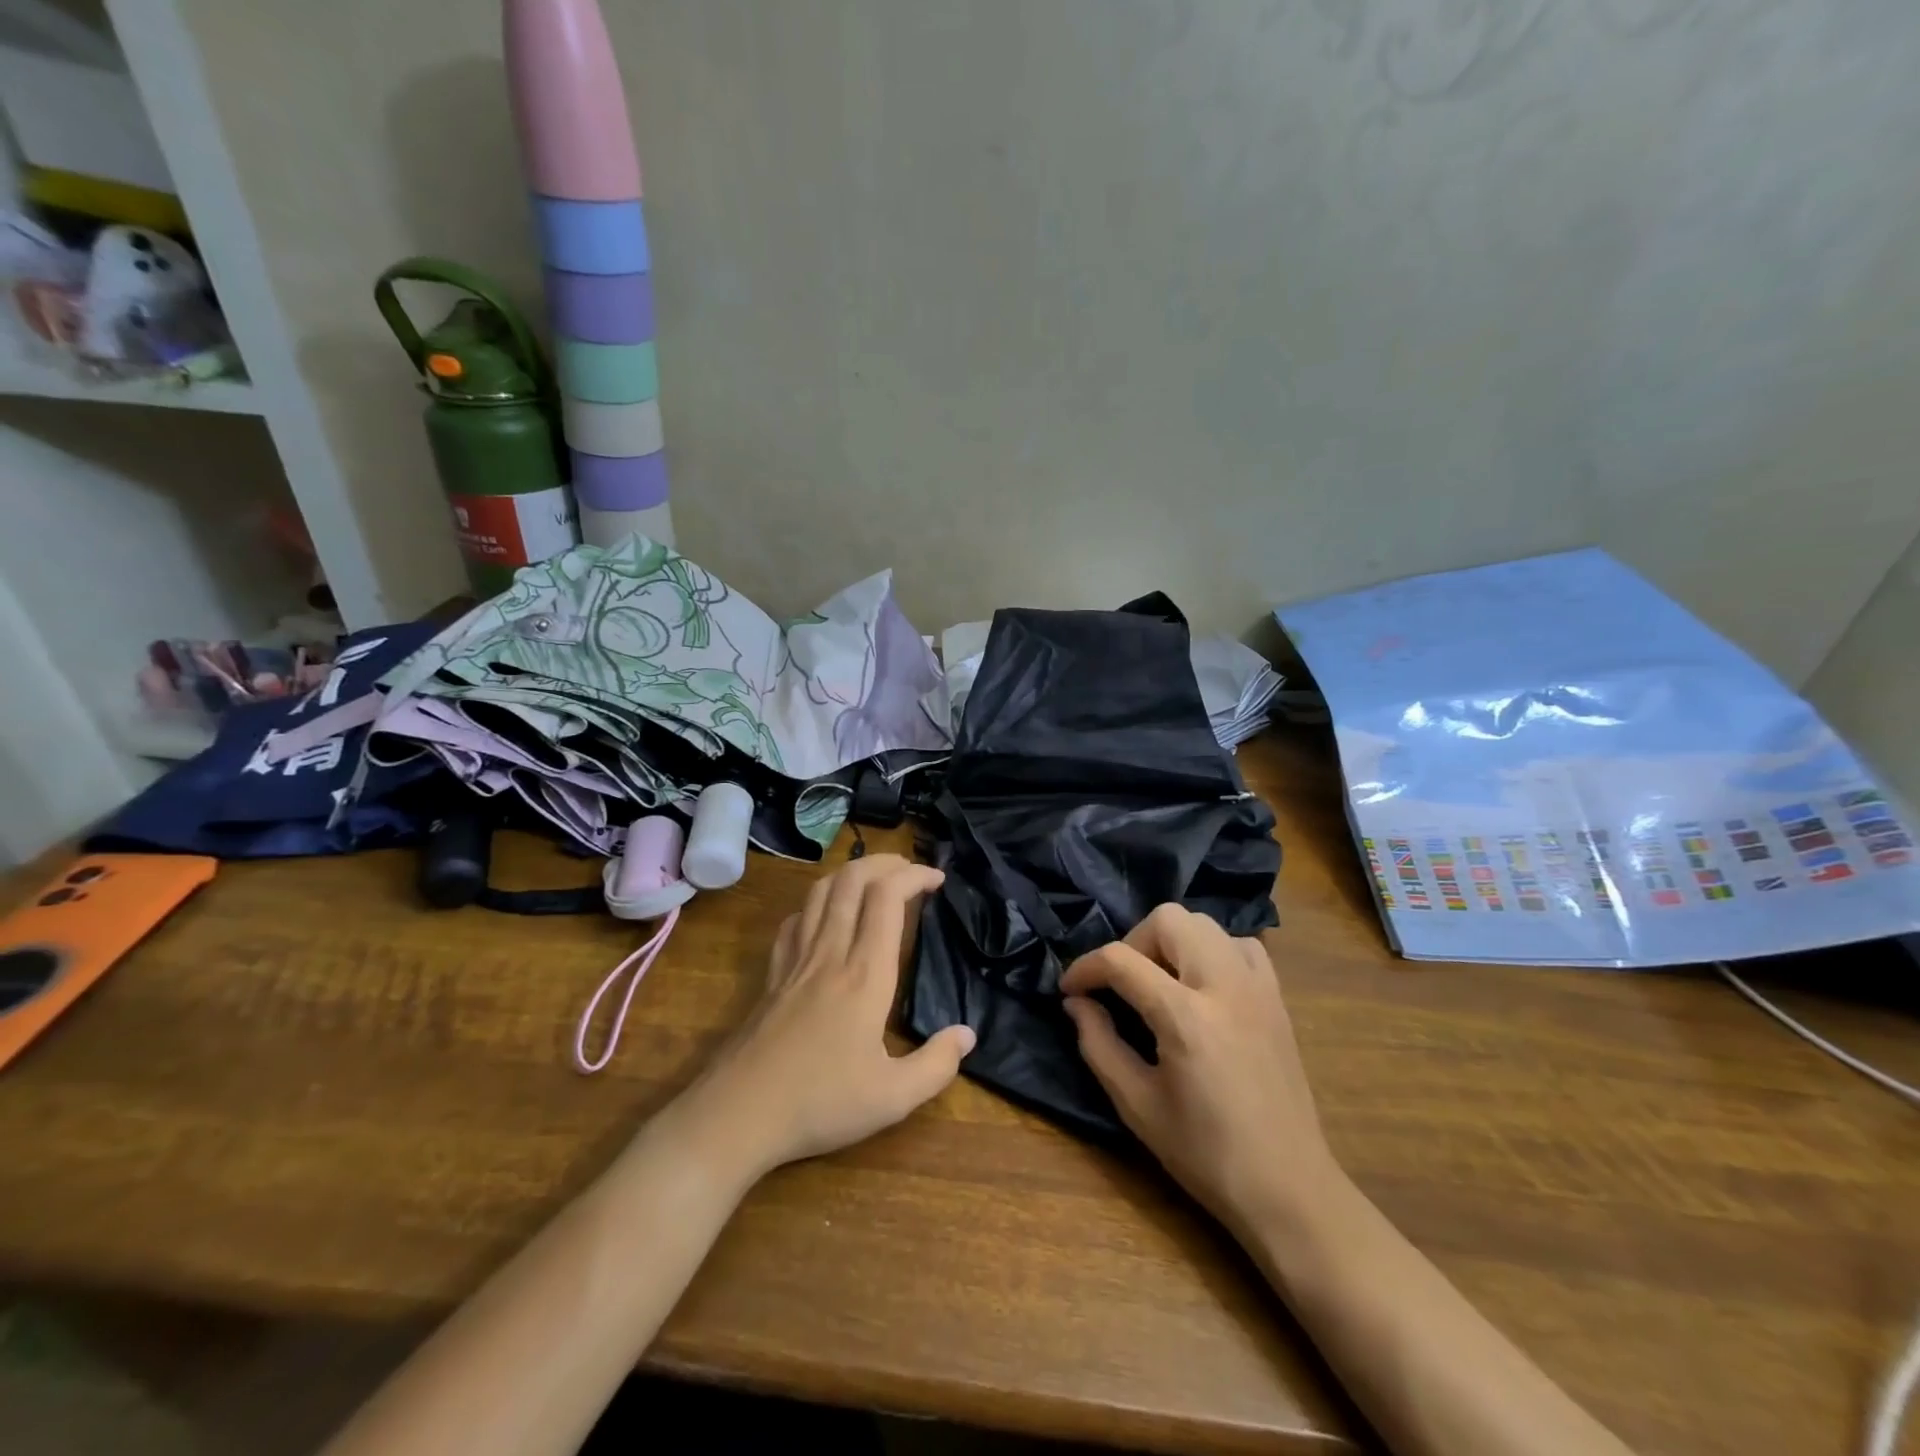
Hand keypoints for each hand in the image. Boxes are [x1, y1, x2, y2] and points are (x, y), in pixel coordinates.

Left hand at [683, 854, 975, 1177]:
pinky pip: (796, 919)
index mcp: (865, 974)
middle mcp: (830, 952)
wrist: (738, 1114)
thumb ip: (936, 1065)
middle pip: (853, 879)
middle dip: (885, 862)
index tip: (938, 880)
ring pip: (821, 891)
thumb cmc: (819, 1103)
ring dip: (851, 873)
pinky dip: (817, 903)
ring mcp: (796, 959)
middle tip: (911, 871)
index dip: (915, 876)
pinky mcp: (772, 973)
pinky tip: (826, 917)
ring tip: (875, 881)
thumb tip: (967, 1034)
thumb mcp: (892, 1098)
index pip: (888, 898)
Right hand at [1061, 904, 1338, 1234]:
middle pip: (1167, 920)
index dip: (1085, 968)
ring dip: (1170, 941)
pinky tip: (1201, 987)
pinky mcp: (1276, 997)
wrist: (1289, 1188)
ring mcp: (1257, 986)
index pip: (1121, 960)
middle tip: (1120, 984)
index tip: (1070, 989)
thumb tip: (1076, 1003)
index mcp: (1185, 1017)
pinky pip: (1238, 945)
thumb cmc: (1206, 1154)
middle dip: (1131, 942)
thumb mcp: (1137, 1105)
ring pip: (1203, 924)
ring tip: (1158, 983)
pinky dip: (1211, 951)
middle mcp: (1223, 986)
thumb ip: (1098, 1044)